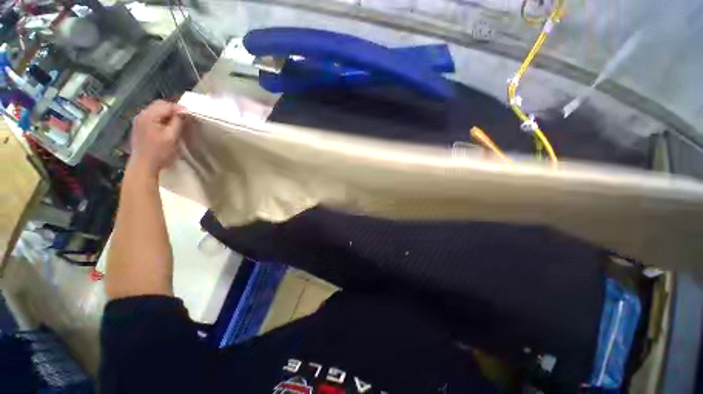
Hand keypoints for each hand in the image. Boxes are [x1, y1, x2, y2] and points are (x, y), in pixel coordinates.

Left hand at [129, 100, 185, 175]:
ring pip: (156, 110)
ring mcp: (140, 120)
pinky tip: (168, 124)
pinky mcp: (140, 126)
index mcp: (149, 116)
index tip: (190, 113)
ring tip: (178, 120)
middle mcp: (142, 115)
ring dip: (167, 113)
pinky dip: (162, 117)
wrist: (144, 164)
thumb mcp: (172, 136)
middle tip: (184, 116)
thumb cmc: (159, 151)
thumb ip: (178, 122)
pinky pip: (152, 116)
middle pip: (159, 105)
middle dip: (173, 109)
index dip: (179, 108)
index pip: (166, 106)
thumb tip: (183, 112)